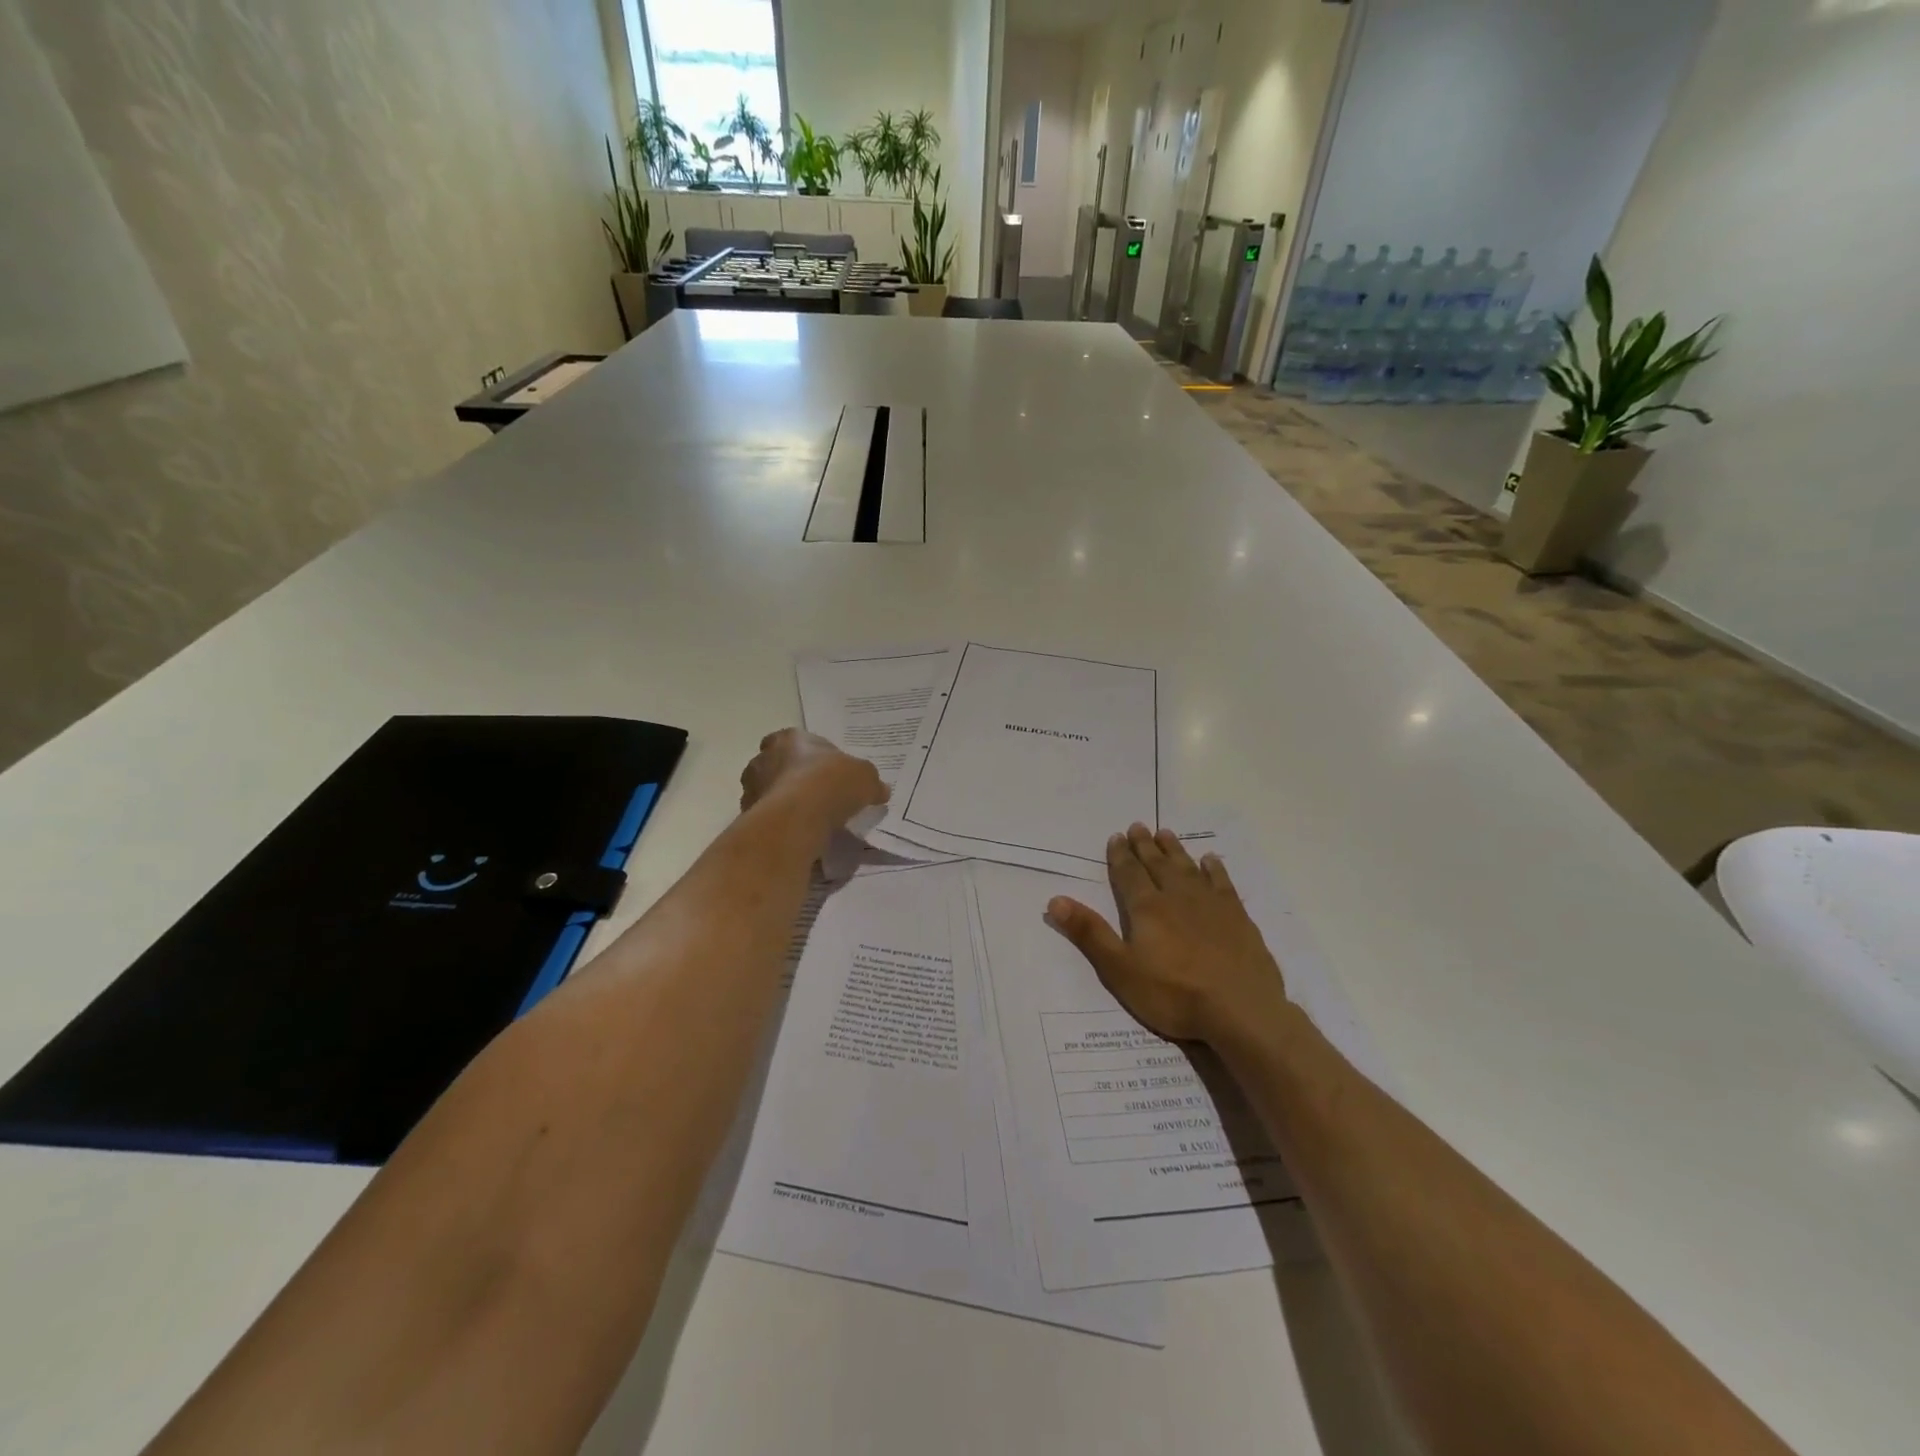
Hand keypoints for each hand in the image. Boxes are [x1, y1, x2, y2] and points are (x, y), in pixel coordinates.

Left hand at [739, 729, 886, 830]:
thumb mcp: (865, 778)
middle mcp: (763, 758)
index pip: (794, 740)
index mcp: (789, 738)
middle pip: (778, 765)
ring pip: (769, 792)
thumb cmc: (830, 783)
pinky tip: (798, 835)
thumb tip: (879, 790)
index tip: (826, 771)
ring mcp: (752, 788)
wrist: (796, 818)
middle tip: (818, 795)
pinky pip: (766, 818)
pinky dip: (780, 824)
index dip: (811, 754)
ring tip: (809, 820)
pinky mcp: (747, 817)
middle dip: (793, 777)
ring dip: (784, 802)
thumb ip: (869, 781)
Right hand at [1047, 824, 1289, 1044]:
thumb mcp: (1120, 970)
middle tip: (1138, 826)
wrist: (1241, 1011)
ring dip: (1174, 850)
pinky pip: (1222, 883)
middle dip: (1145, 846)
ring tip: (1165, 834)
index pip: (1129, 875)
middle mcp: (1177, 897)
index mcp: (1146, 909)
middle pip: (1157, 865)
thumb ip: (1090, 933)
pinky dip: (1214, 869)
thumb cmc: (1173, 994)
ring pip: (1187, 868)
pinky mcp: (1238, 918)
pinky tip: (1210, 861)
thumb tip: (1055, 900)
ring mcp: (1211, 905)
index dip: (1120, 856)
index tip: (1116, 837)